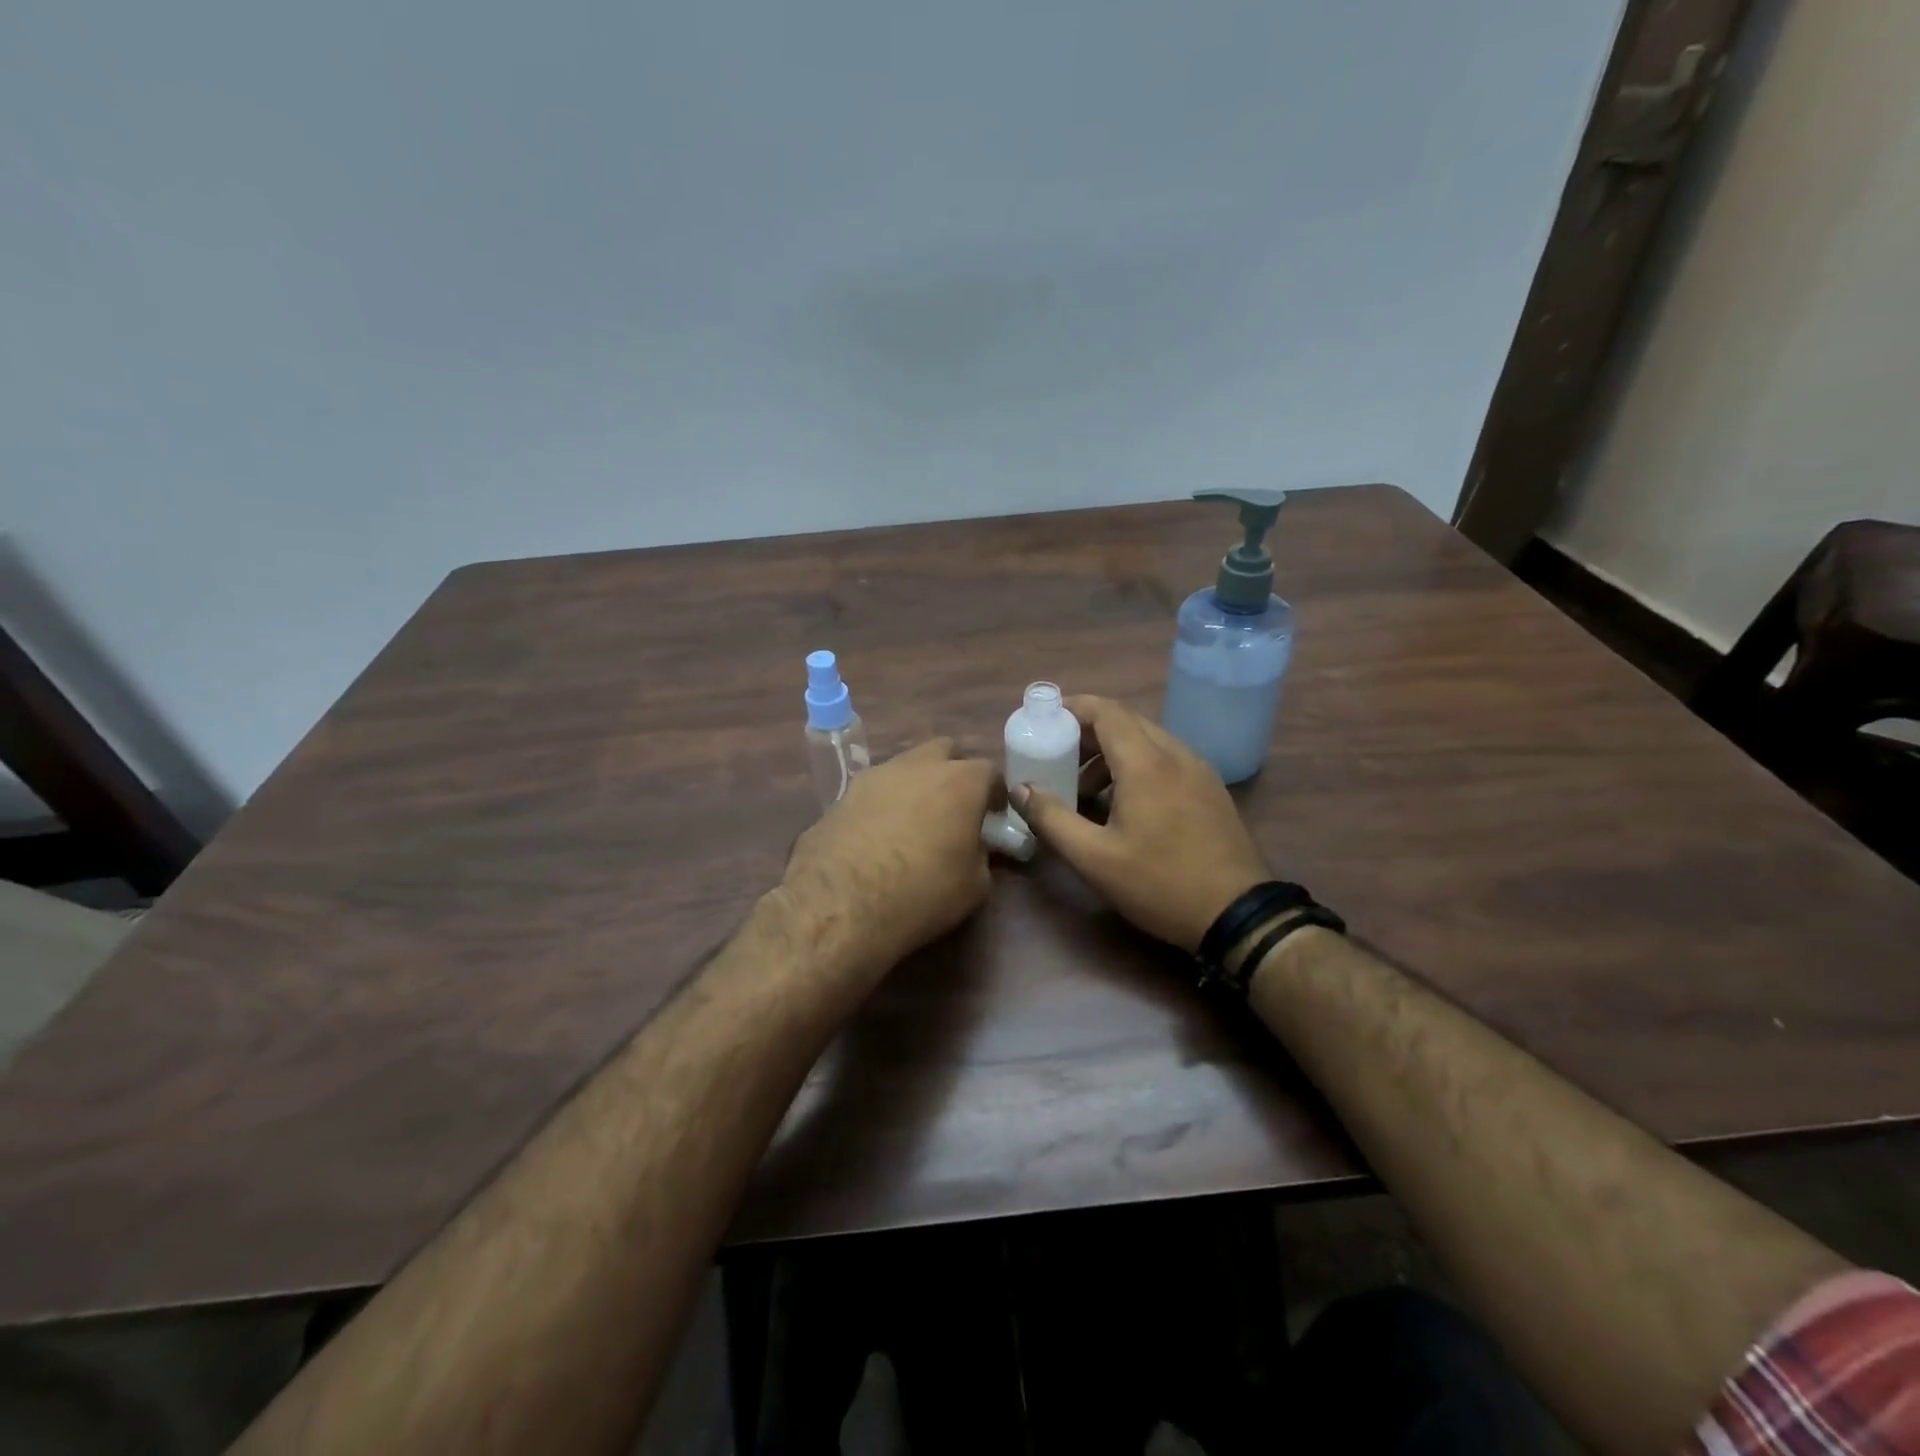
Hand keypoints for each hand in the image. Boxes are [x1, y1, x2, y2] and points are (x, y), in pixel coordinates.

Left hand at [776, 738, 998, 980]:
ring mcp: (875, 776)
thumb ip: (982, 856)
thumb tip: (976, 849)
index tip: (992, 819)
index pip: (990, 772)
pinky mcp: (841, 795)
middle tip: (953, 809)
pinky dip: (882, 805)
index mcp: (960, 781)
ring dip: (914, 786)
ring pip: (904, 767)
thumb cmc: (922, 892)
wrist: (840, 903)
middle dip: (953, 773)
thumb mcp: (974, 886)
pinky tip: (878, 838)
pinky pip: (873, 791)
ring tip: (912, 825)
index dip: (994, 795)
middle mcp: (918, 766)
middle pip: (944, 752)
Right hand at [1010, 696, 1268, 951]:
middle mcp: (1175, 754)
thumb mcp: (1094, 858)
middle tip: (1057, 757)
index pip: (1105, 711)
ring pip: (1148, 740)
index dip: (1072, 708)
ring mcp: (1199, 770)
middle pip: (1126, 722)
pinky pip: (1167, 759)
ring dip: (1112, 752)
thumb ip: (1051, 819)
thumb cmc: (1159, 883)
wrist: (1238, 914)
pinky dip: (1138, 765)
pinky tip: (1125, 804)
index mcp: (1146, 763)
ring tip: (1086, 789)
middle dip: (1087, 732)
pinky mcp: (1211, 789)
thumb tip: (1020, 789)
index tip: (1044, 721)